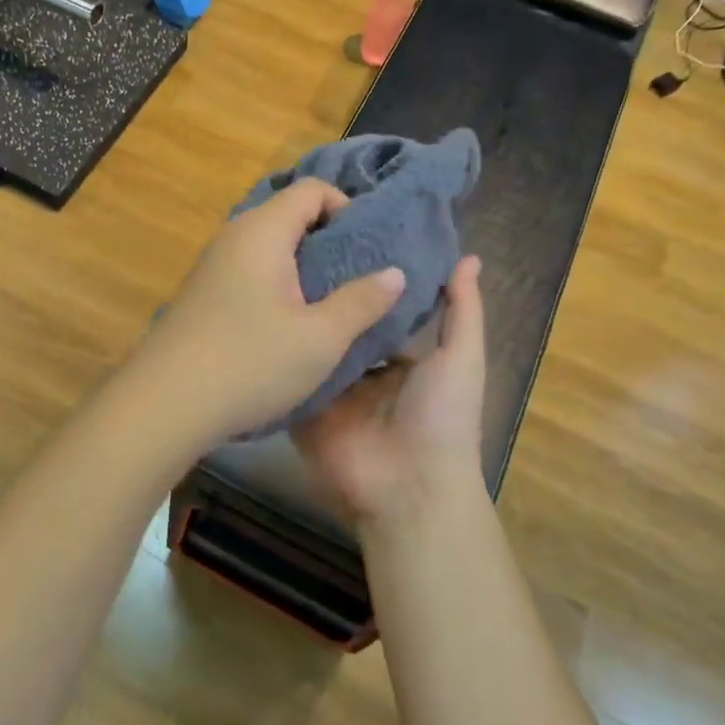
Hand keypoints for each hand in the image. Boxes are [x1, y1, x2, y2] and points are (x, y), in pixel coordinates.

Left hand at [139, 179, 406, 446]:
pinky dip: (277, 286)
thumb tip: (394, 273)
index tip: (368, 250)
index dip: (346, 208)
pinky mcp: (202, 295)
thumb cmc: (250, 363)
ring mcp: (212, 266)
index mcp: (262, 231)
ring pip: (269, 248)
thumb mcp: (320, 338)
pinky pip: (250, 273)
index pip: (311, 189)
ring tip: (330, 306)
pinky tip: (288, 326)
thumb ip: (362, 301)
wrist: (164, 404)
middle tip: (358, 280)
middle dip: (329, 241)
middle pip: (289, 216)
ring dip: (303, 269)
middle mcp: (233, 237)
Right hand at [292, 255, 486, 534]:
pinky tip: (256, 317)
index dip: (365, 280)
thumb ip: (462, 310)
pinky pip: (289, 378)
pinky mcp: (304, 412)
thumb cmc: (442, 418)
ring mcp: (331, 394)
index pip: (378, 312)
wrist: (408, 488)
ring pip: (312, 349)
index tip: (342, 237)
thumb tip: (468, 257)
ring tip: (269, 272)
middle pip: (342, 327)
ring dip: (297, 320)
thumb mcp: (461, 358)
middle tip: (294, 248)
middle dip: (324, 296)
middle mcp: (363, 374)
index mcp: (401, 361)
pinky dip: (278, 355)